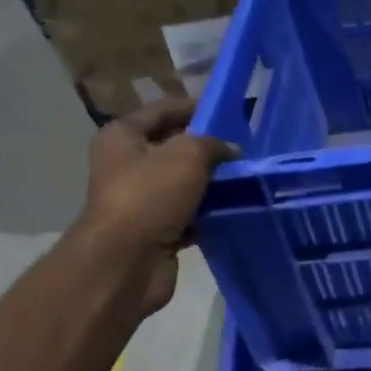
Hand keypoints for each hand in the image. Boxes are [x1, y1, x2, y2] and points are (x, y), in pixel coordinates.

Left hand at [74, 96, 236, 317]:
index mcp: (123, 136)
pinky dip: (210, 214)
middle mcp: (128, 165)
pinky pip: (190, 215)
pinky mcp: (157, 230)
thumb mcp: (187, 155)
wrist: (126, 262)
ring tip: (247, 180)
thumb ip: (213, 145)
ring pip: (185, 184)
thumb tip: (230, 150)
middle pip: (175, 148)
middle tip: (245, 151)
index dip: (197, 108)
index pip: (164, 110)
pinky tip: (235, 211)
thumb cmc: (149, 197)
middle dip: (209, 150)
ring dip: (213, 184)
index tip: (232, 114)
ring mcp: (142, 200)